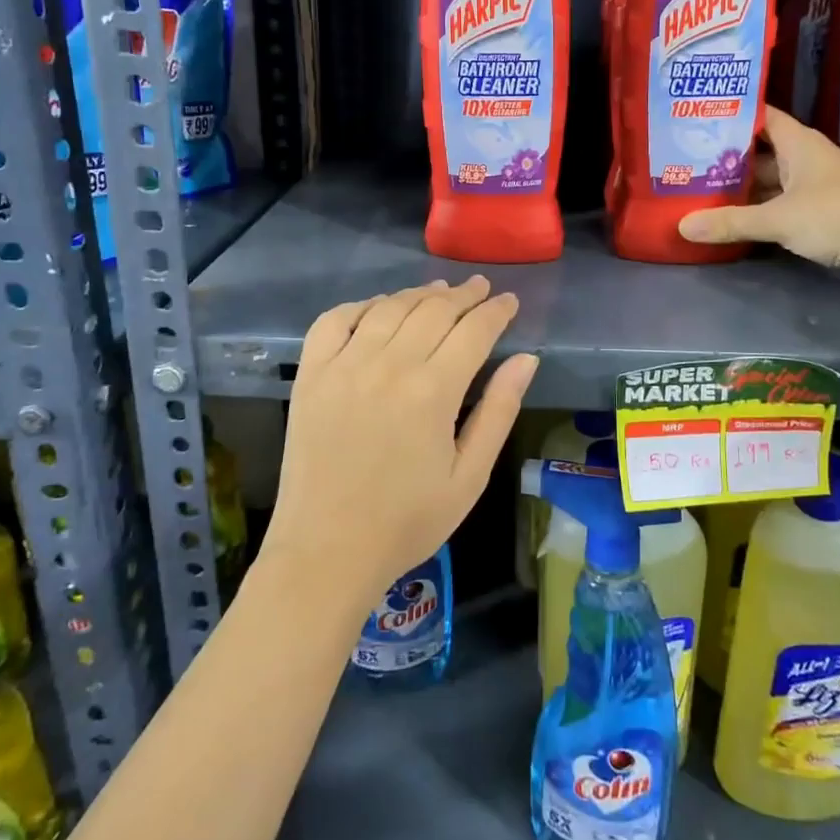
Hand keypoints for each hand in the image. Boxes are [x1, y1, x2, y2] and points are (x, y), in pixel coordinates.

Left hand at [266, 276, 537, 608]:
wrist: (326, 551)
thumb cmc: (407, 522)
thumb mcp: (470, 476)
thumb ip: (499, 411)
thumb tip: (527, 359)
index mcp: (433, 391)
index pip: (474, 330)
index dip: (496, 311)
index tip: (509, 301)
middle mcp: (389, 365)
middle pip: (434, 310)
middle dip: (464, 295)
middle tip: (480, 289)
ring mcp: (345, 365)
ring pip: (390, 308)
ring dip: (419, 294)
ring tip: (439, 291)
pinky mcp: (312, 374)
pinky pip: (335, 320)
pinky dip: (361, 305)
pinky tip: (379, 307)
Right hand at [677, 107, 839, 288]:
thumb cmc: (839, 215)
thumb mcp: (779, 219)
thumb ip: (731, 222)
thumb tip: (682, 226)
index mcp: (799, 144)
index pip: (760, 116)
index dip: (732, 114)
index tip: (698, 117)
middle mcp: (806, 160)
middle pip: (760, 152)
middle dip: (727, 157)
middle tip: (686, 161)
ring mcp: (815, 188)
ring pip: (769, 183)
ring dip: (741, 189)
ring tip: (699, 191)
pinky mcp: (820, 215)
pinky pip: (779, 207)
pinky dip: (758, 212)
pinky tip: (731, 220)